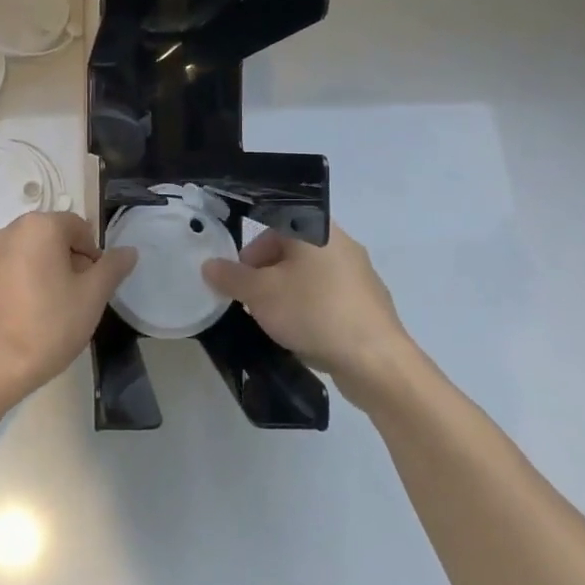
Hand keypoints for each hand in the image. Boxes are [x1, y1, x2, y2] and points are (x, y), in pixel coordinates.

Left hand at [0, 211, 137, 398]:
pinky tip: (27, 316)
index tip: (94, 285)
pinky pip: (8, 273)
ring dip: (45, 273)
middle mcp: (9, 232)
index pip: (78, 227)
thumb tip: (129, 251)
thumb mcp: (93, 296)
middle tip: (77, 298)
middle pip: (52, 238)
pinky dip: (22, 285)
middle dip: (69, 262)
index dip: (93, 254)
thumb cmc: (50, 324)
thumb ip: (113, 267)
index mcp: (39, 226)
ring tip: (52, 309)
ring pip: (29, 255)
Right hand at [202, 224, 411, 396]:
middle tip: (251, 302)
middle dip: (265, 276)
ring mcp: (359, 275)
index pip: (273, 225)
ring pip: (308, 277)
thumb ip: (231, 277)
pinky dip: (309, 311)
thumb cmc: (313, 311)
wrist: (374, 360)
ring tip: (274, 322)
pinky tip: (302, 335)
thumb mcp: (259, 294)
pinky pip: (327, 299)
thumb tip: (209, 265)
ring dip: (286, 295)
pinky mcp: (368, 304)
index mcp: (316, 230)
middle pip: (290, 252)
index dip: (249, 252)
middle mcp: (341, 244)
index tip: (238, 280)